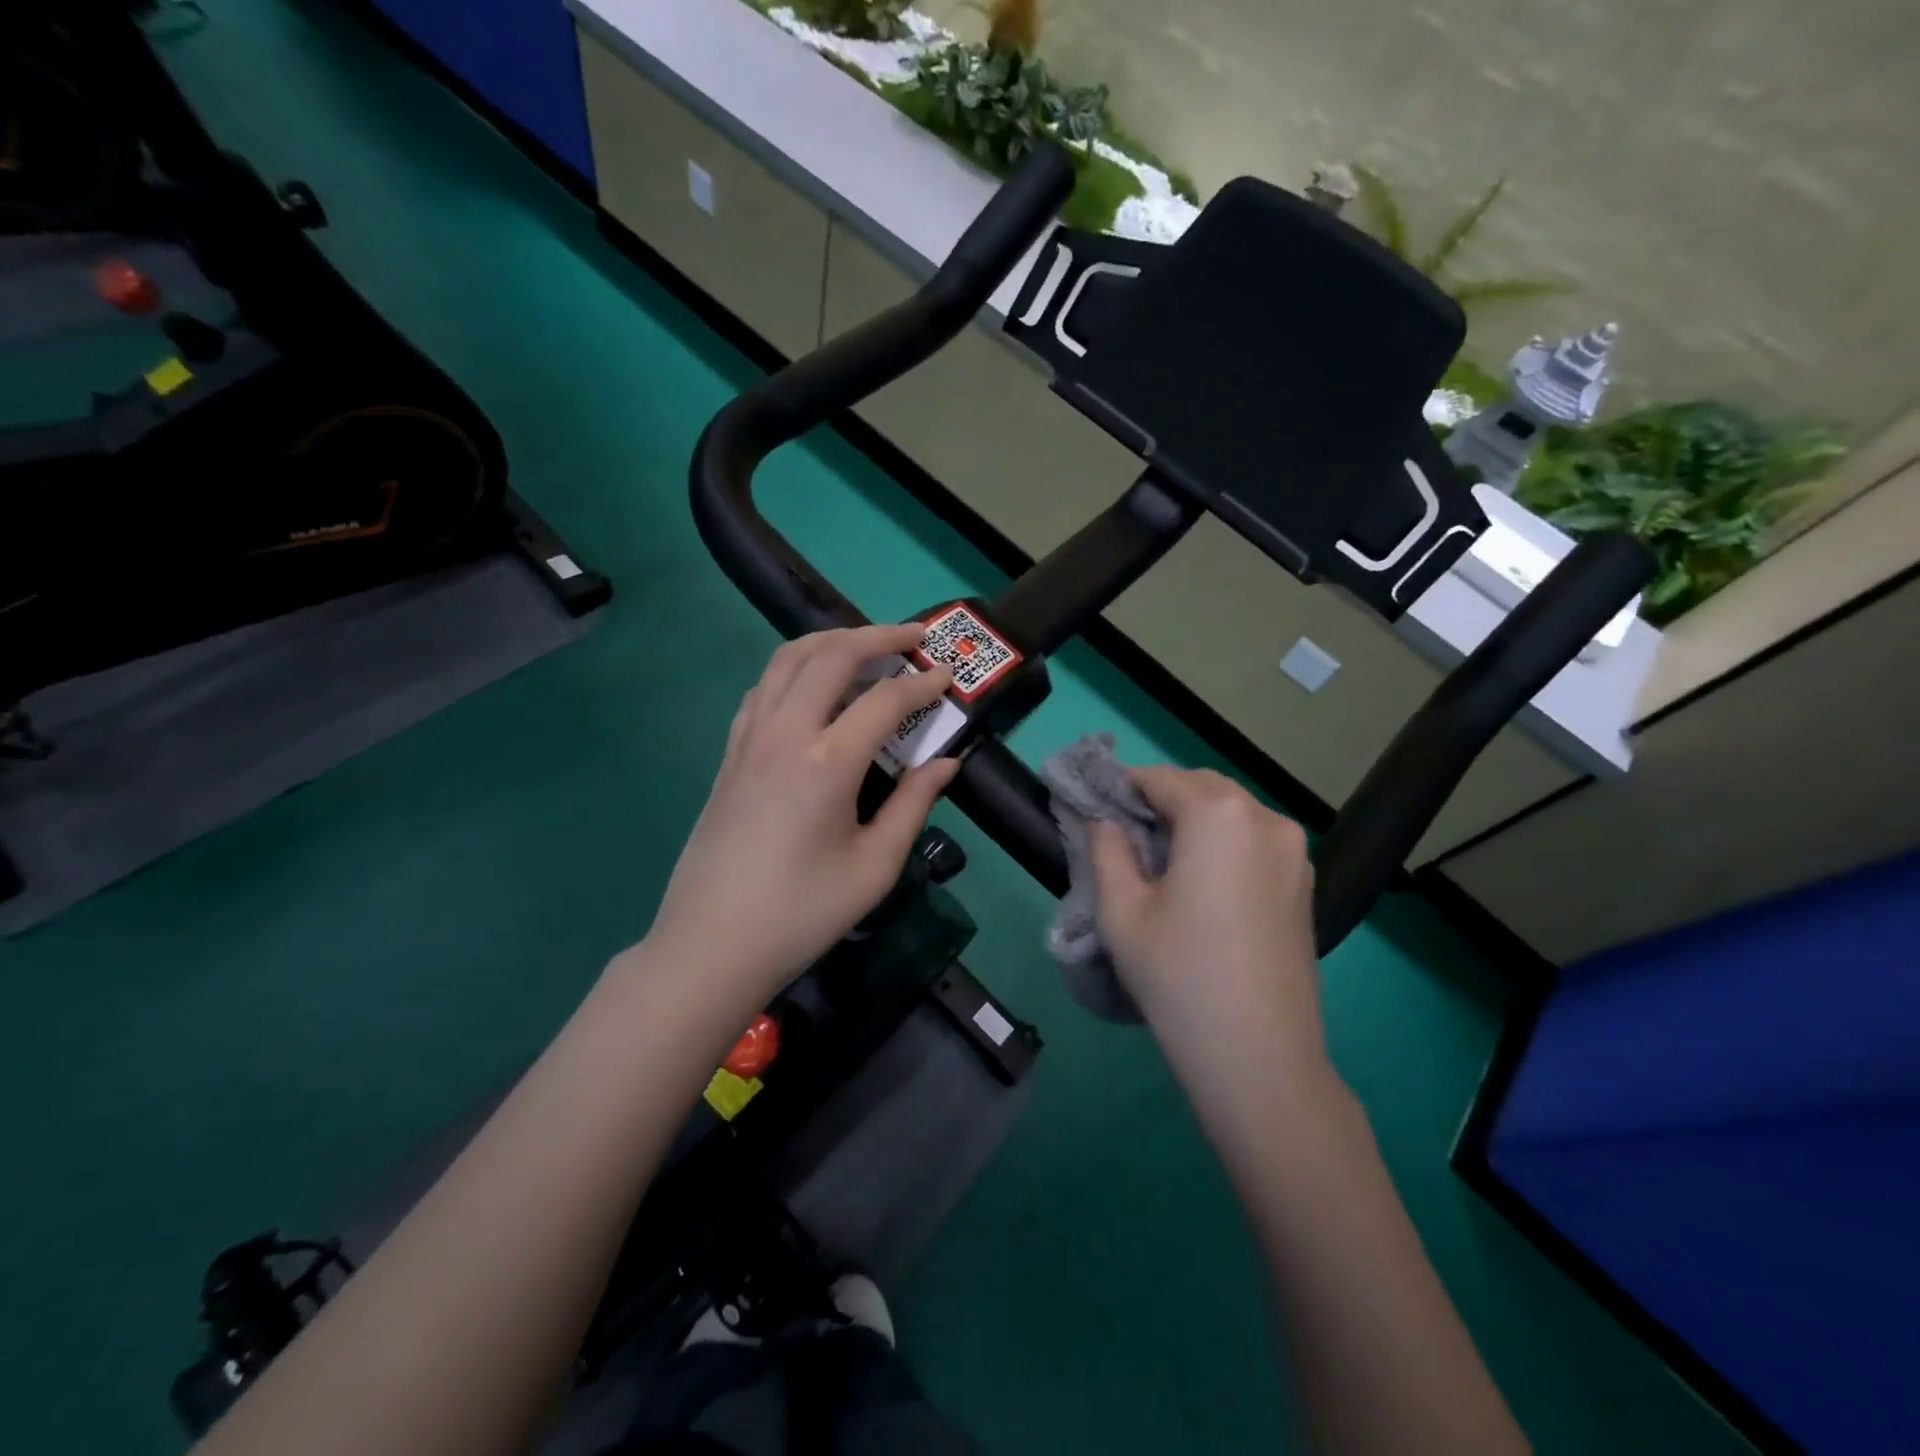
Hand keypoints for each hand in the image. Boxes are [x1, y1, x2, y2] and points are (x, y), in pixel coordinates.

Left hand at [646, 625, 960, 995]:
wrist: (711, 944)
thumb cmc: (802, 913)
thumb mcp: (874, 867)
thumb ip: (914, 805)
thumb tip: (946, 764)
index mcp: (827, 762)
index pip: (885, 700)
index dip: (922, 684)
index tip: (948, 678)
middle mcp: (785, 733)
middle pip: (832, 655)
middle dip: (879, 636)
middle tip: (914, 638)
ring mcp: (749, 738)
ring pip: (788, 659)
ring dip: (832, 641)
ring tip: (866, 647)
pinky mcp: (730, 752)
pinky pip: (764, 687)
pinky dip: (795, 668)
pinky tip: (813, 687)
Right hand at [1088, 767, 1325, 1070]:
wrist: (1260, 1058)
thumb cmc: (1179, 976)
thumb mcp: (1121, 910)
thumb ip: (1106, 848)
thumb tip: (1105, 820)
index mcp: (1218, 814)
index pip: (1158, 779)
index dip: (1120, 788)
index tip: (1093, 809)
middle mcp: (1264, 817)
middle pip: (1199, 787)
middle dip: (1158, 799)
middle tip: (1122, 836)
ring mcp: (1294, 850)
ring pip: (1230, 811)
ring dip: (1192, 819)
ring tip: (1159, 860)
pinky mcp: (1304, 881)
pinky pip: (1253, 839)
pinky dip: (1221, 841)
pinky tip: (1200, 880)